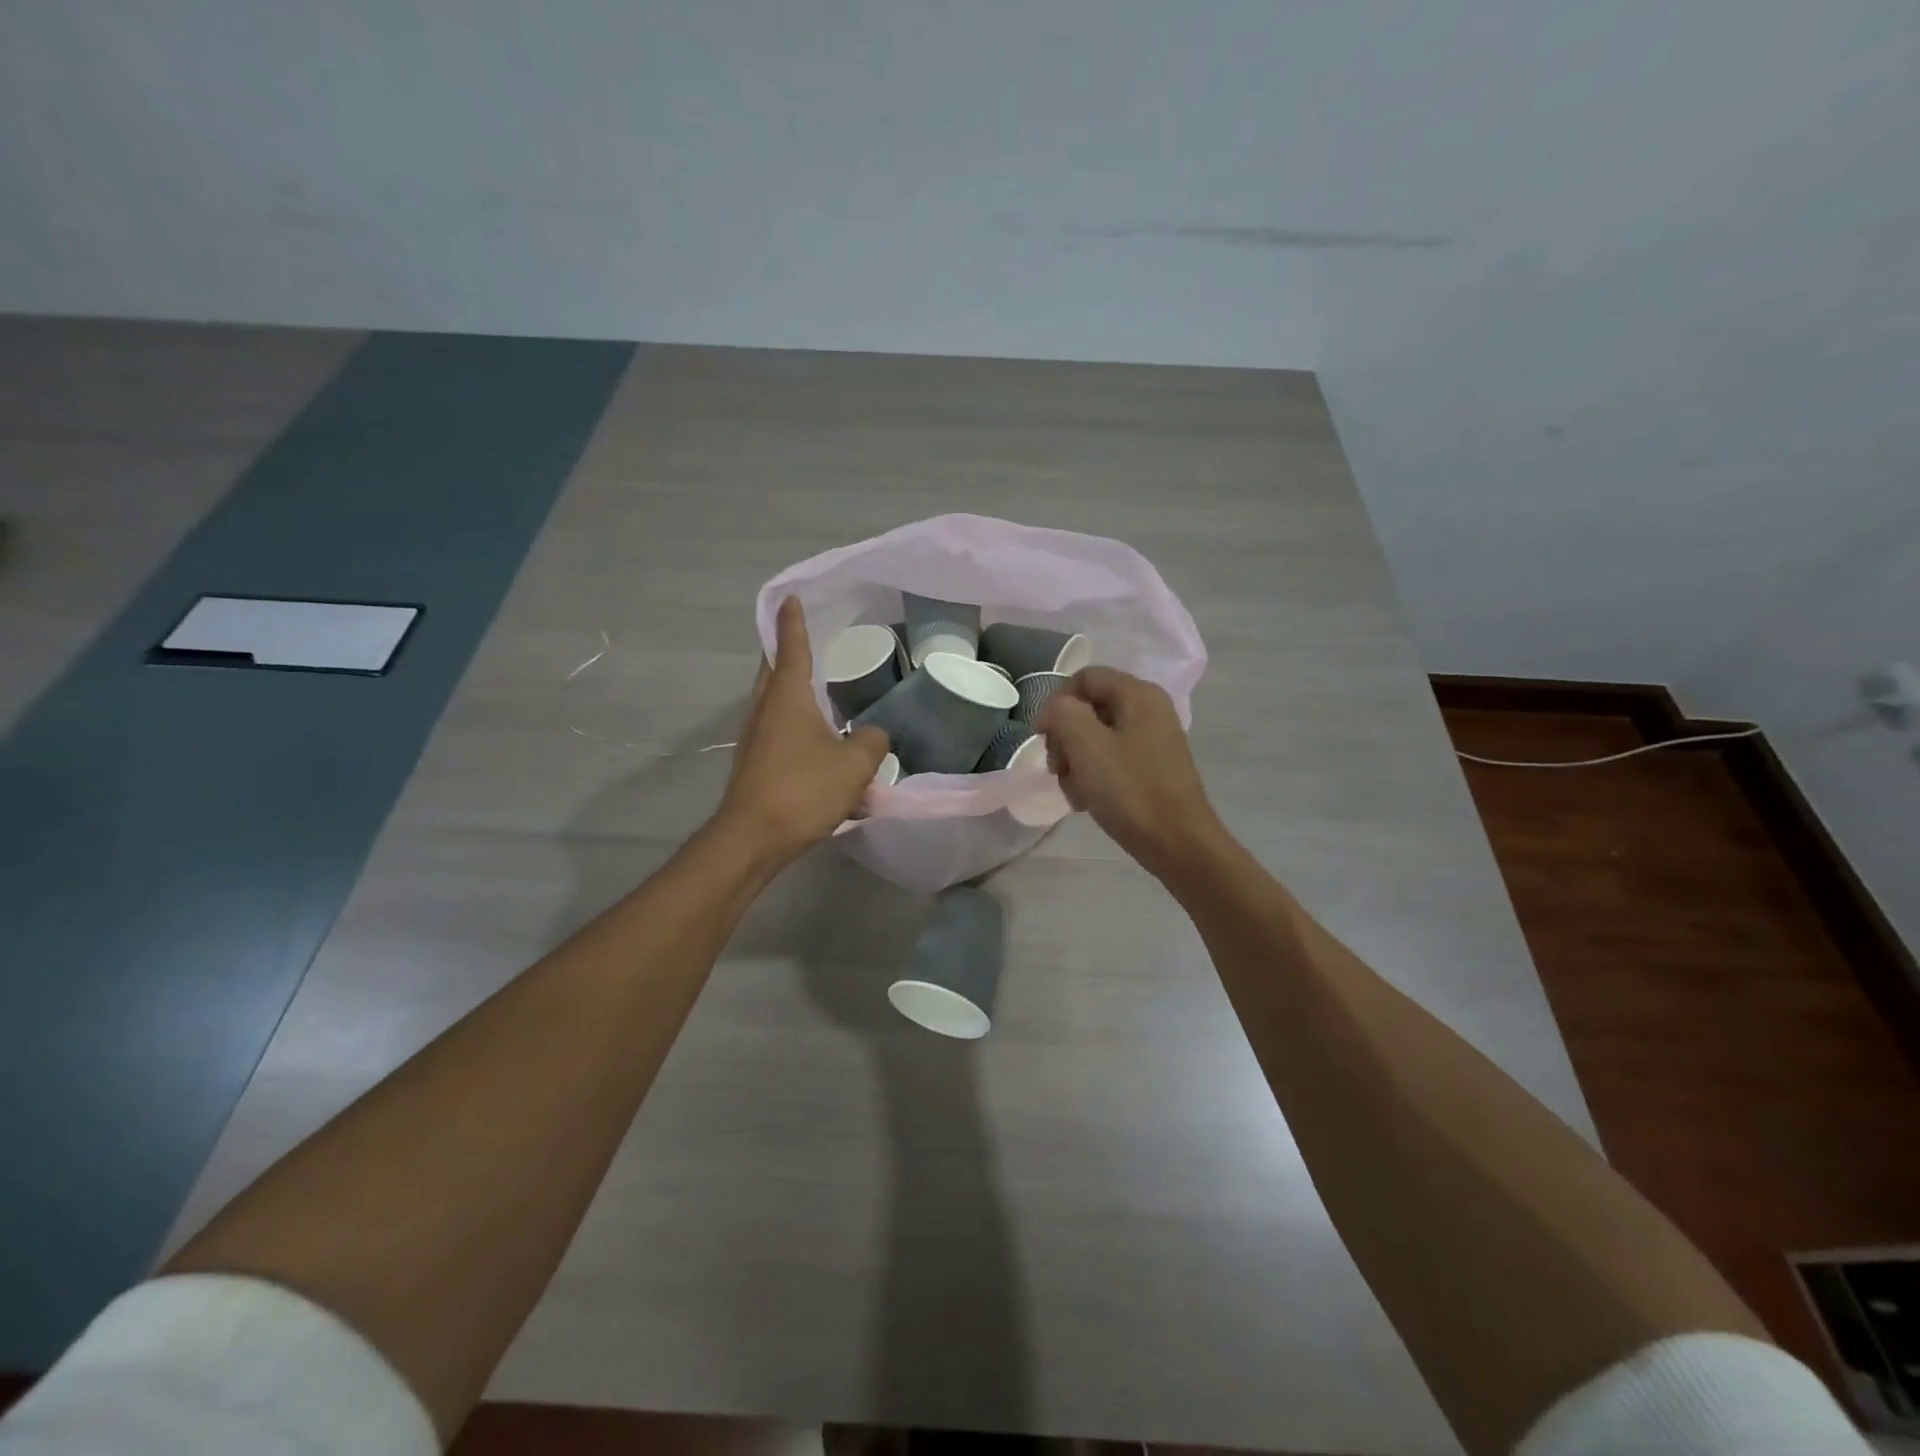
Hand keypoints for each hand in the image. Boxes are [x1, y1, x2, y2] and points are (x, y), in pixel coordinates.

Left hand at [716, 597, 890, 865]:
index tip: (791, 597)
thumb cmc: (803, 789)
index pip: (791, 646)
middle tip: (808, 637)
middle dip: (788, 651)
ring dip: (795, 692)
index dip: (793, 621)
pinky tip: (824, 747)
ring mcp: (756, 737)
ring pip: (776, 703)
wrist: (753, 838)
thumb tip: (872, 734)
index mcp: (787, 697)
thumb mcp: (854, 763)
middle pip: (775, 669)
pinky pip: (780, 732)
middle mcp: (765, 709)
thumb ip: (872, 741)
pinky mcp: (756, 763)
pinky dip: (799, 727)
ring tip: (821, 690)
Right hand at [1036, 667, 1222, 879]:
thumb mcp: (1086, 745)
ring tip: (1074, 792)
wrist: (1178, 843)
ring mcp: (1152, 739)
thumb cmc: (1130, 790)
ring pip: (1096, 737)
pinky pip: (1112, 759)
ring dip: (1075, 762)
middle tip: (1057, 769)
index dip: (1056, 703)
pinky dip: (1094, 776)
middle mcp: (1149, 709)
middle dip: (1065, 738)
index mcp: (1138, 694)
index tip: (1043, 738)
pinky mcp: (1152, 767)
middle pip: (1089, 708)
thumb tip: (1055, 711)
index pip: (1084, 678)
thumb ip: (1062, 713)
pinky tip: (1088, 801)